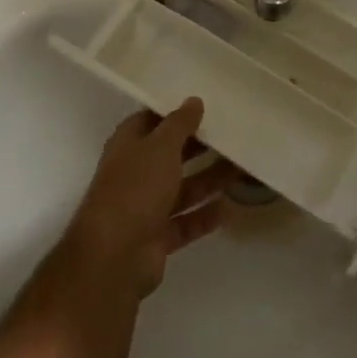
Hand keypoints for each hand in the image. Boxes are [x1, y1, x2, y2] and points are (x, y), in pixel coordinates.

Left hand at [64, 99, 234, 298]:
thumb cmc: (135, 188)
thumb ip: (179, 124)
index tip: (207, 104)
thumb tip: (194, 100)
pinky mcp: (157, 238)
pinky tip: (230, 207)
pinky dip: (205, 215)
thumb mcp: (160, 146)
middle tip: (233, 135)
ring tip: (242, 167)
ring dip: (209, 180)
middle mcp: (135, 173)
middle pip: (171, 155)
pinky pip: (186, 222)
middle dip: (199, 147)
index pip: (152, 121)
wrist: (114, 256)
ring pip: (183, 189)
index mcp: (128, 146)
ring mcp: (145, 208)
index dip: (176, 112)